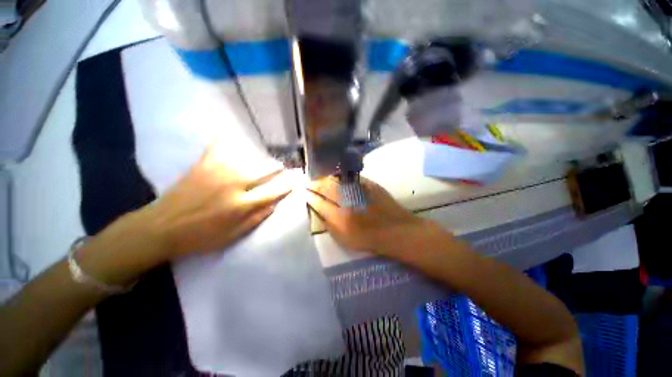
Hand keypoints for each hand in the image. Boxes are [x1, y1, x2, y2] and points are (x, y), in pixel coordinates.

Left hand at [139, 146, 295, 259]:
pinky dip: (224, 139)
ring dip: (260, 159)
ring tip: (266, 159)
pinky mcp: (202, 166)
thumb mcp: (233, 236)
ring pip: (248, 159)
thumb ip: (256, 218)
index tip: (297, 180)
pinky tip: (228, 132)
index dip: (288, 185)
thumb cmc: (200, 237)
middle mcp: (234, 185)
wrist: (160, 228)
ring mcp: (218, 172)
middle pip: (264, 171)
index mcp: (242, 205)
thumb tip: (274, 204)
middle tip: (283, 167)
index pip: (273, 191)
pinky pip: (217, 148)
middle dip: (277, 168)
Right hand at [307, 177, 442, 257]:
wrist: (398, 231)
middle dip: (315, 183)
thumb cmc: (371, 239)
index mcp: (340, 217)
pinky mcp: (369, 184)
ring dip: (326, 178)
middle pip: (326, 187)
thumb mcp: (344, 239)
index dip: (310, 195)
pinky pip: (349, 178)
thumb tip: (318, 210)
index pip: (319, 202)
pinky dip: (340, 177)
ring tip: (319, 178)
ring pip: (337, 180)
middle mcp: (348, 200)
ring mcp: (359, 190)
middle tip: (309, 182)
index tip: (304, 191)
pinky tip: (336, 178)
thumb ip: (329, 225)